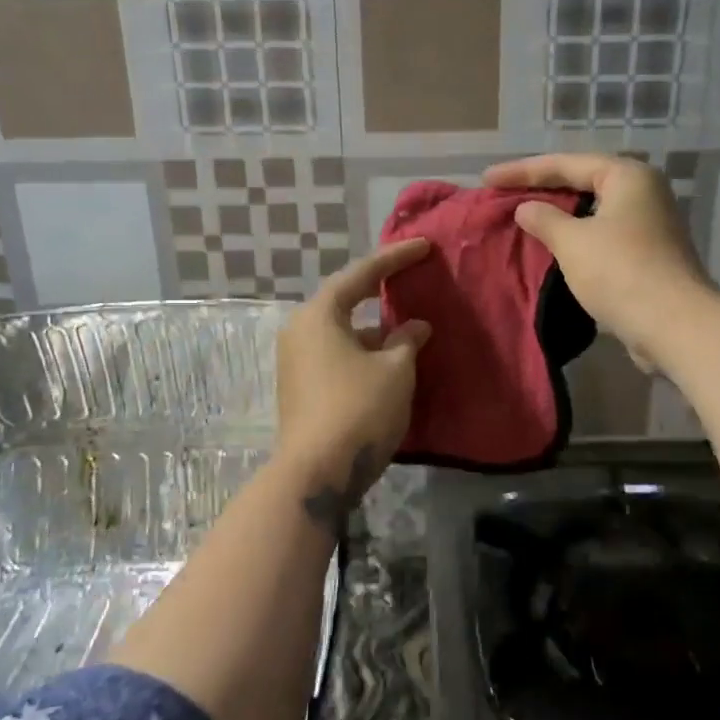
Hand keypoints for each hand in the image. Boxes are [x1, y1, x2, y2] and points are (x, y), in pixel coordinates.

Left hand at [276, 239, 433, 493]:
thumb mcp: (395, 370)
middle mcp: (300, 331)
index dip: (395, 258)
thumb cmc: (359, 409)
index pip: (361, 274)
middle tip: (411, 280)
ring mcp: (296, 362)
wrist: (316, 473)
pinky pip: (337, 355)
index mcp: (319, 315)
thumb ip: (407, 340)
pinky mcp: (300, 388)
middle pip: (345, 301)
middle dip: (380, 293)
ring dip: (375, 330)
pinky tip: (390, 363)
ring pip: (343, 333)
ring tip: (409, 331)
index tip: (423, 246)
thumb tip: (414, 327)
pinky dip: (364, 352)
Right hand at [482, 153, 712, 370]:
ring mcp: (649, 224)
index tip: (486, 178)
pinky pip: (602, 235)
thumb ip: (544, 219)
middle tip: (503, 193)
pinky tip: (553, 247)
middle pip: (582, 182)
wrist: (674, 325)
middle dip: (542, 189)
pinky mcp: (649, 254)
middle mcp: (643, 192)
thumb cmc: (620, 272)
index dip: (522, 171)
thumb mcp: (572, 242)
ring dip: (558, 215)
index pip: (565, 164)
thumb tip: (526, 208)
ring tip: (523, 217)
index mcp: (627, 176)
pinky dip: (575, 237)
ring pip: (592, 211)